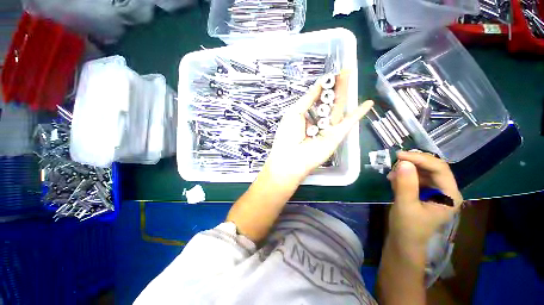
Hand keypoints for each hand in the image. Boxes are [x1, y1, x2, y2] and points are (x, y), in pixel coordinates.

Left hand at [264, 70, 373, 182]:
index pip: (316, 99)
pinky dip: (358, 114)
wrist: (291, 158)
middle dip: (336, 86)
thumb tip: (318, 84)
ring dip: (345, 93)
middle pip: (329, 101)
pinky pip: (348, 123)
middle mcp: (317, 122)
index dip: (323, 87)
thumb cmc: (288, 135)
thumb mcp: (294, 113)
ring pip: (338, 108)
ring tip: (351, 75)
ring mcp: (327, 129)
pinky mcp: (336, 137)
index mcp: (304, 116)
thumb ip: (308, 99)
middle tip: (344, 70)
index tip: (330, 75)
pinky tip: (368, 103)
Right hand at [387, 151, 462, 246]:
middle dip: (413, 163)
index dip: (420, 159)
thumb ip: (406, 184)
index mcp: (449, 195)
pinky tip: (393, 180)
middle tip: (394, 163)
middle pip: (432, 167)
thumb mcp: (406, 205)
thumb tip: (403, 162)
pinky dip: (403, 176)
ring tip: (392, 175)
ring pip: (423, 171)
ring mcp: (434, 191)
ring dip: (406, 169)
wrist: (403, 241)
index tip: (399, 156)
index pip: (440, 169)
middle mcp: (445, 190)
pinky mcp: (423, 192)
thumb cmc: (407, 227)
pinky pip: (415, 177)